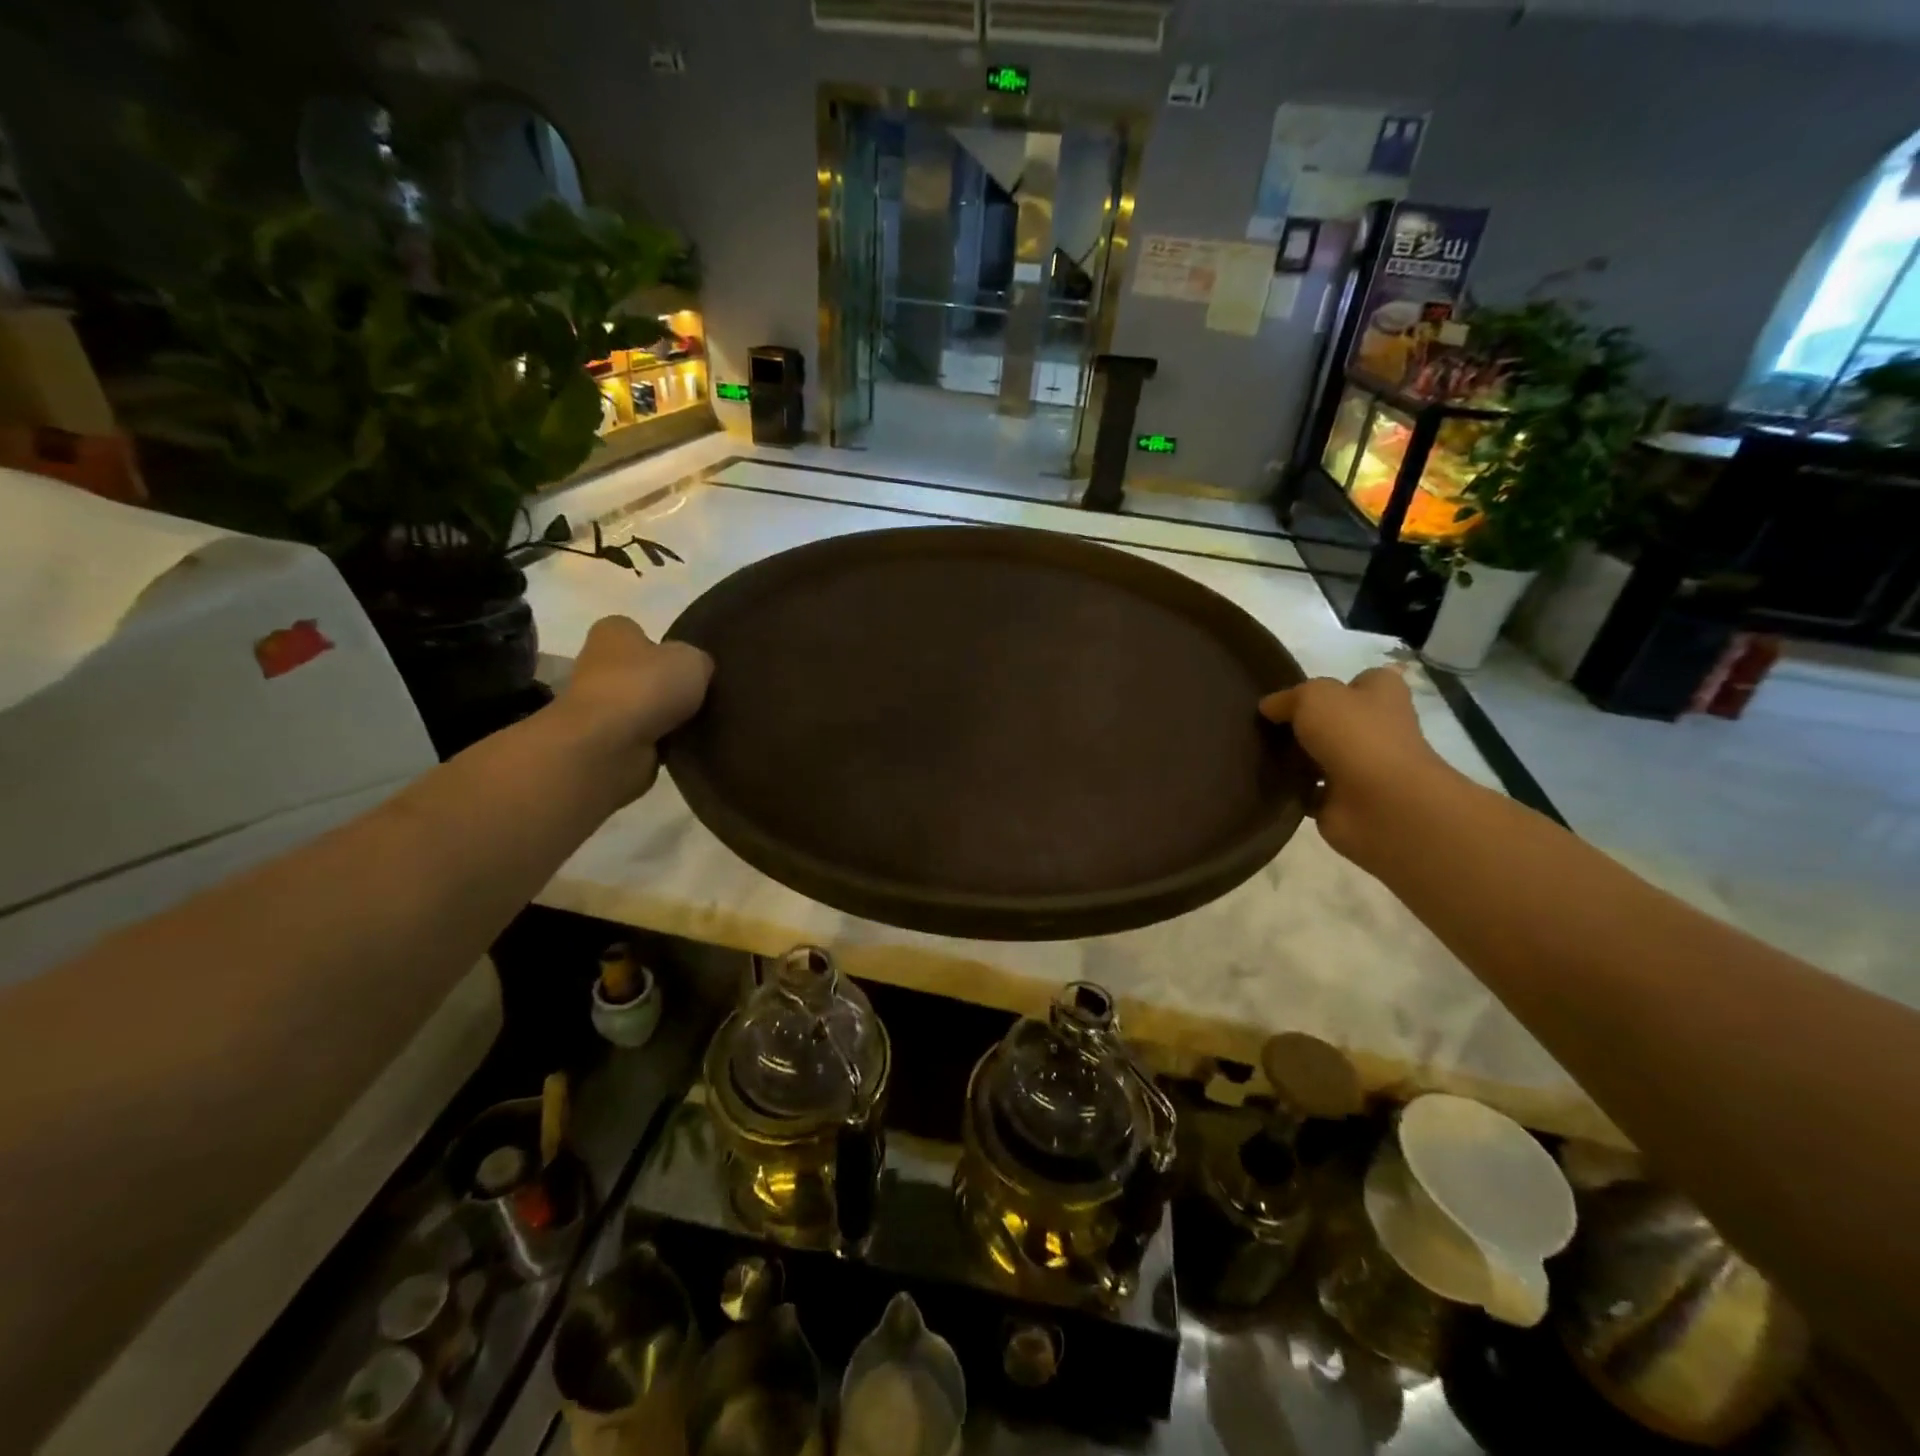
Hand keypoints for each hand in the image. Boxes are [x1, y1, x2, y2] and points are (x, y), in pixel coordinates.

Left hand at [556, 615, 712, 801]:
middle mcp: (596, 664)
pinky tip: (681, 745)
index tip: (688, 664)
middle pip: (640, 671)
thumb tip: (698, 671)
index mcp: (613, 632)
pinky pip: (641, 737)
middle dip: (665, 684)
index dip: (664, 646)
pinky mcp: (603, 741)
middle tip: (700, 696)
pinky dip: (659, 742)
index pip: (638, 632)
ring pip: (642, 707)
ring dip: (664, 717)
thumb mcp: (693, 660)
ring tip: (697, 723)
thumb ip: (698, 661)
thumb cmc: (646, 686)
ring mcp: (597, 706)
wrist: (609, 745)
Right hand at [1260, 667, 1452, 865]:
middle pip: (1334, 720)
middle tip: (1262, 724)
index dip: (1331, 685)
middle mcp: (1376, 729)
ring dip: (1293, 758)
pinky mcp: (1343, 800)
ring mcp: (1361, 767)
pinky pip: (1308, 790)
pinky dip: (1290, 789)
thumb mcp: (1313, 696)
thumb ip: (1287, 698)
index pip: (1360, 681)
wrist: (1379, 803)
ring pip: (1319, 756)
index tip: (1294, 694)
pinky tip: (1265, 781)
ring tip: (1255, 751)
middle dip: (1303, 723)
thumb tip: (1268, 708)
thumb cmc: (1355, 735)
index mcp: (1381, 695)